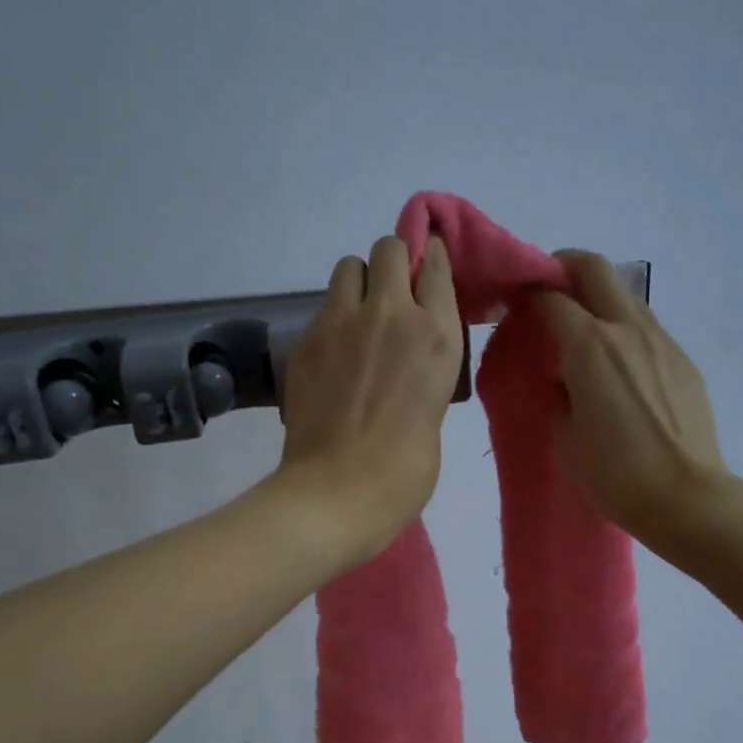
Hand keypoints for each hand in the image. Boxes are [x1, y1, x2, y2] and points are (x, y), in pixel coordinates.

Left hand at [273, 234, 464, 565]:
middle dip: (392, 265)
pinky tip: (334, 355)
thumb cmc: (402, 472)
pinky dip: (333, 319)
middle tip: (392, 299)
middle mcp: (391, 314)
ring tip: (359, 321)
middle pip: (388, 249)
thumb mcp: (434, 411)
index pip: (435, 265)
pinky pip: (324, 307)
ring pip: (349, 266)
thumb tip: (407, 356)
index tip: (427, 268)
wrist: (336, 493)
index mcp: (436, 336)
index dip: (430, 260)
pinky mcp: (306, 339)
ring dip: (359, 284)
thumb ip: (425, 368)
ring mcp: (342, 323)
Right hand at [536, 251, 733, 548]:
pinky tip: (620, 368)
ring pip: (625, 296)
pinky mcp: (683, 361)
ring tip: (585, 333)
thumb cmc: (615, 474)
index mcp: (590, 346)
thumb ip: (557, 395)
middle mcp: (627, 329)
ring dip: (599, 299)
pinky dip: (625, 331)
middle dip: (565, 266)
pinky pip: (647, 329)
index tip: (514, 304)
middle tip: (549, 288)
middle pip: (594, 268)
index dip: (527, 293)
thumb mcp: (566, 438)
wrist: (686, 497)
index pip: (551, 297)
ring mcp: (662, 341)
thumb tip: (562, 378)